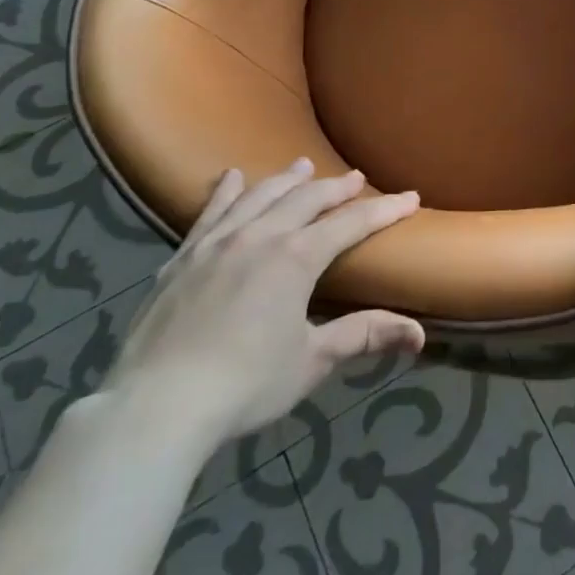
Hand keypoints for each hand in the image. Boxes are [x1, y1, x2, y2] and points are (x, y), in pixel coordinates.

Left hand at [102, 160, 422, 455]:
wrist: (155, 408)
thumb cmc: (244, 385)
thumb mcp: (311, 361)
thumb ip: (363, 335)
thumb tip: (419, 334)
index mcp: (297, 257)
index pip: (351, 223)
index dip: (384, 210)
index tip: (410, 197)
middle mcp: (260, 236)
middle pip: (307, 199)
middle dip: (336, 188)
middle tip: (356, 178)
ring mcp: (217, 243)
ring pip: (259, 196)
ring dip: (286, 179)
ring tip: (303, 166)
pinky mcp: (182, 259)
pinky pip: (210, 213)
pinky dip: (225, 192)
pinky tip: (231, 177)